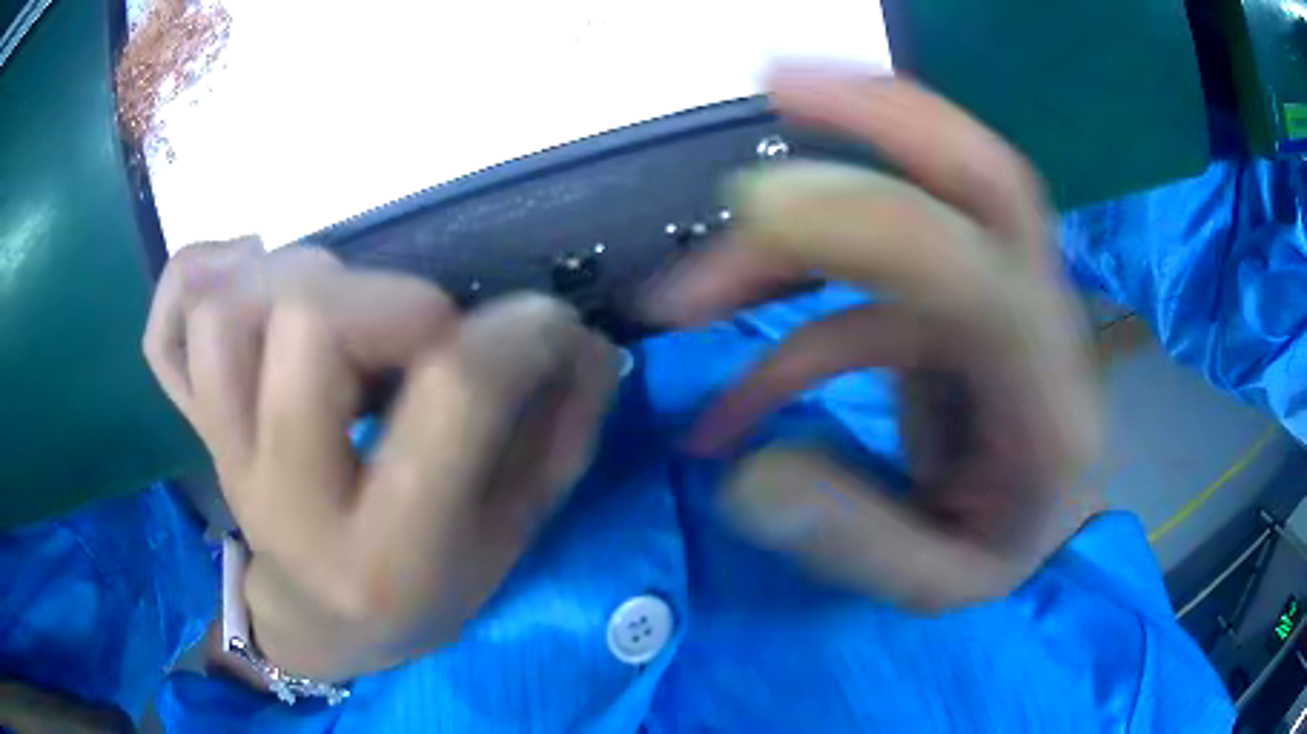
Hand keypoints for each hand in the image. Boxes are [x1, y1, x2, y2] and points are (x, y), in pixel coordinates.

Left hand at [144, 243, 617, 679]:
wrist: (323, 624)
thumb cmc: (424, 590)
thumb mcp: (510, 540)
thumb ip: (557, 438)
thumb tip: (584, 343)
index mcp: (388, 552)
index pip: (454, 394)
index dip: (521, 333)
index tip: (549, 324)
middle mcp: (287, 501)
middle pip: (310, 324)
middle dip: (392, 298)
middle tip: (424, 328)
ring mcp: (225, 460)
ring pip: (226, 314)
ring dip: (293, 280)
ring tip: (336, 309)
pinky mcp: (197, 430)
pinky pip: (167, 331)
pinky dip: (198, 276)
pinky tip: (245, 276)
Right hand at [645, 67, 1101, 609]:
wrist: (1050, 532)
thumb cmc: (1008, 555)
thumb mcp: (938, 585)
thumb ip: (854, 540)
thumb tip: (746, 472)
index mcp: (1047, 398)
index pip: (976, 274)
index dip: (869, 220)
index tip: (753, 202)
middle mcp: (1038, 320)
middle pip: (984, 175)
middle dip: (880, 113)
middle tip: (773, 83)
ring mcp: (1000, 298)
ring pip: (915, 214)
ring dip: (799, 232)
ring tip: (692, 292)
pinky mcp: (961, 304)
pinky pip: (873, 288)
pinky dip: (794, 320)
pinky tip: (730, 390)